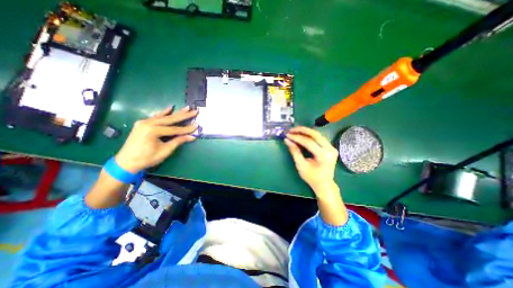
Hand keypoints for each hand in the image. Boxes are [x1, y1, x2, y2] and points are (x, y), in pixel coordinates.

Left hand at [115, 106, 196, 172]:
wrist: (125, 163)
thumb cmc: (146, 158)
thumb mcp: (165, 151)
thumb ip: (178, 141)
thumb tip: (192, 137)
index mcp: (153, 131)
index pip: (174, 129)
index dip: (187, 129)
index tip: (197, 126)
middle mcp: (148, 123)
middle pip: (170, 119)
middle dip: (183, 115)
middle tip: (194, 111)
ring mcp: (144, 122)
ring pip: (164, 117)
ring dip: (176, 113)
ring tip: (186, 108)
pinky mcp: (142, 124)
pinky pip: (155, 117)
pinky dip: (163, 113)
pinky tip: (169, 108)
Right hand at [284, 128, 339, 196]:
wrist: (324, 184)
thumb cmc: (312, 177)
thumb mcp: (301, 165)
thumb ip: (294, 151)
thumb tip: (287, 140)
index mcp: (324, 156)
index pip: (309, 142)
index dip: (297, 137)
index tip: (287, 135)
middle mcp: (330, 149)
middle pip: (315, 135)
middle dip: (302, 130)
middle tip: (291, 130)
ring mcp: (332, 147)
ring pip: (318, 134)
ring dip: (306, 131)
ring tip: (295, 131)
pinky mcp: (330, 147)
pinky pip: (319, 138)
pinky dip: (310, 135)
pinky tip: (302, 134)